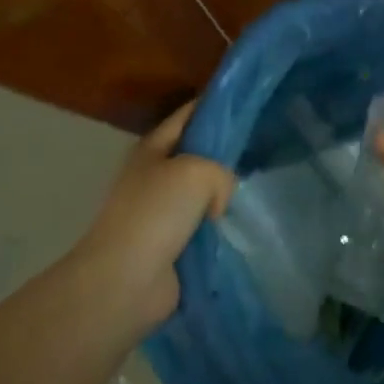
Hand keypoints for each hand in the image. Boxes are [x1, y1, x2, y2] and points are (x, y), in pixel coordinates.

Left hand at [74, 102, 234, 335]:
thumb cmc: (156, 213)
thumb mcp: (198, 171)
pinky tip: (239, 227)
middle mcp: (154, 174)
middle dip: (224, 155)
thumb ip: (221, 171)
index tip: (247, 103)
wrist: (125, 280)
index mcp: (152, 147)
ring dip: (223, 197)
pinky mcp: (168, 245)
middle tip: (259, 152)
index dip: (216, 107)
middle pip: (197, 155)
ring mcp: (160, 211)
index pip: (188, 115)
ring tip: (253, 194)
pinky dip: (218, 229)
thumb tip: (217, 200)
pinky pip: (202, 227)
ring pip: (202, 193)